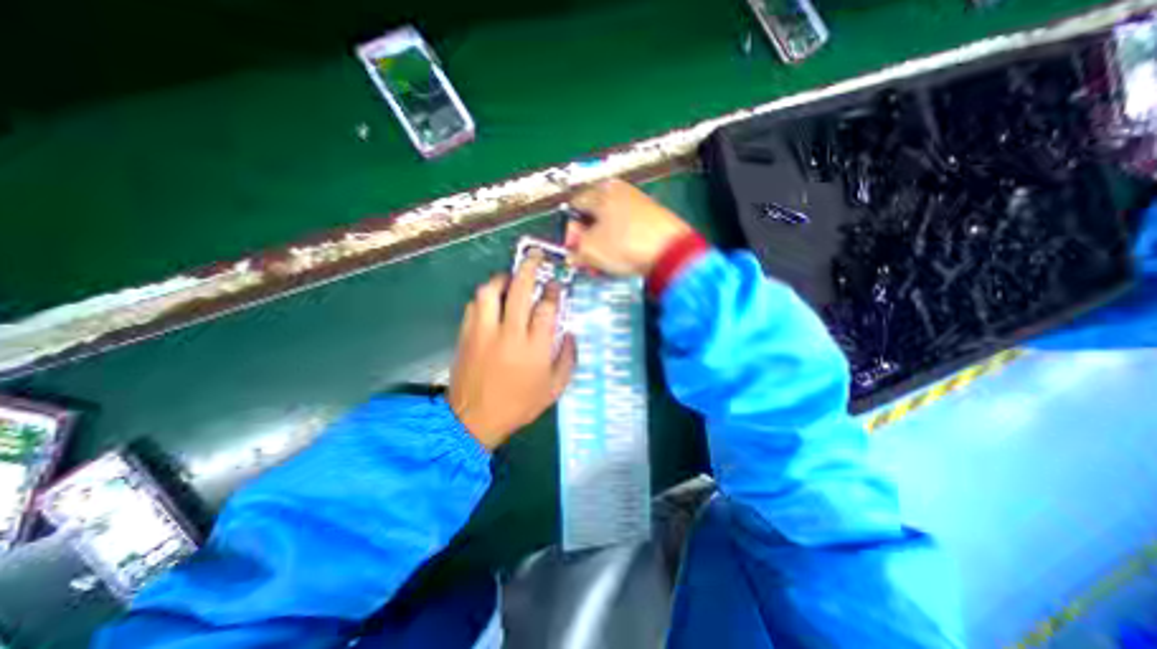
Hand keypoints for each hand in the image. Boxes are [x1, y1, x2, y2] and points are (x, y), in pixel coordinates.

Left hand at [448, 252, 577, 449]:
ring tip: (510, 278)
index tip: (555, 285)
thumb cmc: (518, 405)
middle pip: (518, 290)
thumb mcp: (553, 389)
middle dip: (529, 268)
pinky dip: (484, 297)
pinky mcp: (466, 335)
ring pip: (489, 292)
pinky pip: (474, 305)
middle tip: (535, 257)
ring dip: (502, 279)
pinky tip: (492, 300)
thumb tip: (572, 334)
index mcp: (534, 348)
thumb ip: (567, 360)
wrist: (473, 420)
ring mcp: (484, 333)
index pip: (546, 308)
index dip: (552, 291)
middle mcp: (509, 334)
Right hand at [566, 179, 690, 276]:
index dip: (570, 231)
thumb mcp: (590, 250)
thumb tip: (573, 254)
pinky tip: (622, 260)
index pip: (574, 206)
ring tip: (604, 266)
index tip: (574, 250)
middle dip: (587, 242)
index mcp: (601, 192)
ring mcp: (639, 203)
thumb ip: (575, 251)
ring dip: (603, 247)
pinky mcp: (652, 218)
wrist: (672, 252)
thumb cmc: (624, 245)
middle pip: (593, 217)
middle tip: (588, 262)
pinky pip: (627, 230)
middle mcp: (620, 192)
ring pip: (610, 226)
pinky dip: (620, 245)